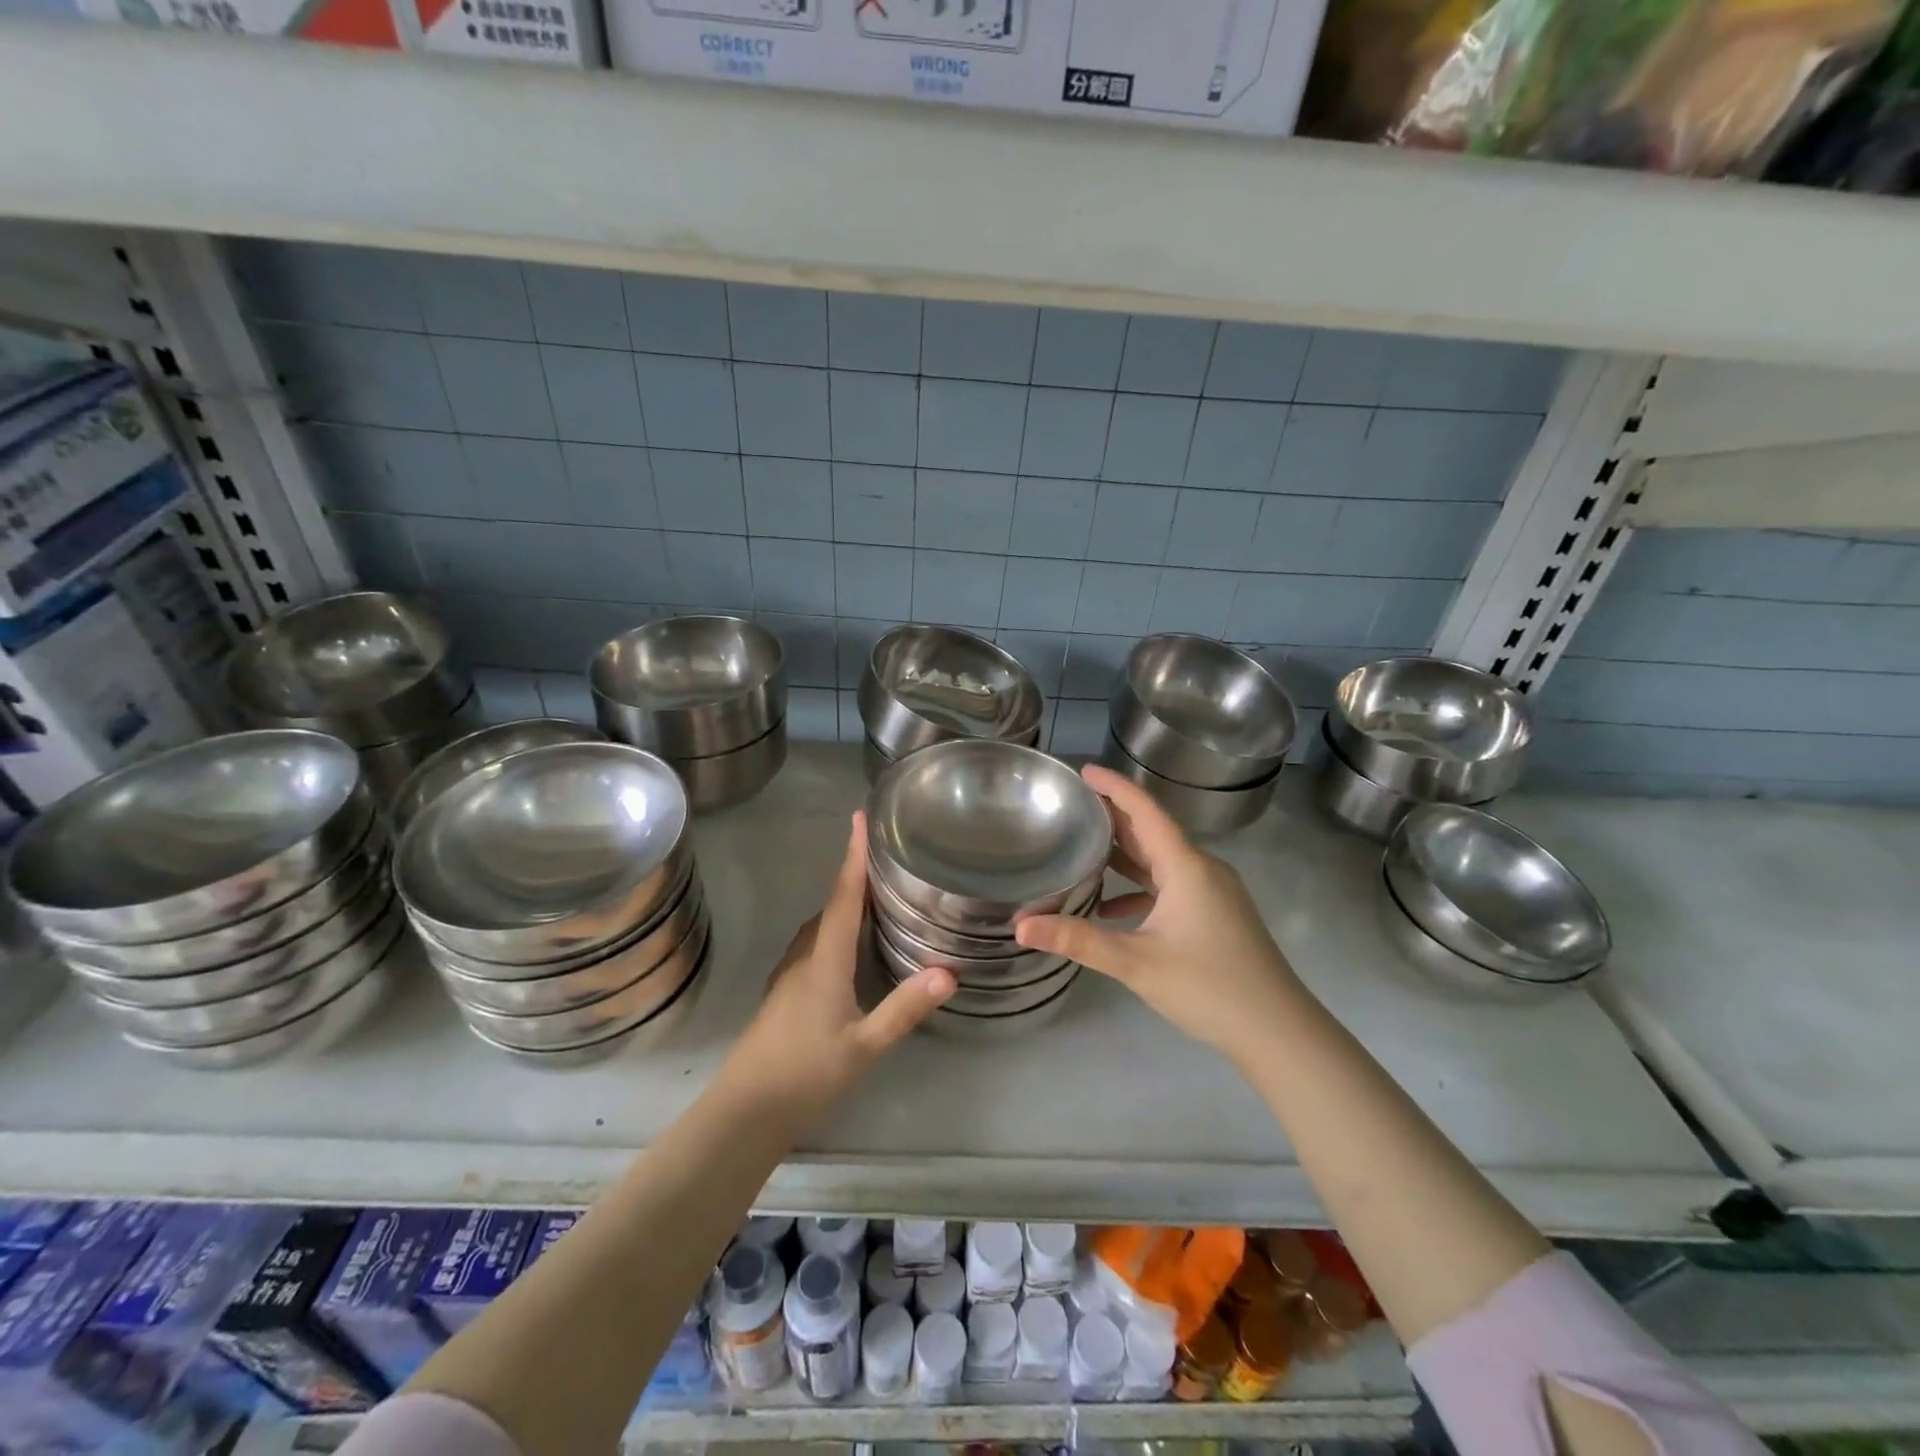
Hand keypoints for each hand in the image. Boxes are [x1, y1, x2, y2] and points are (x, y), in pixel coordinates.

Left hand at [721, 812, 953, 1132]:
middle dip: (854, 876)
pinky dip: (835, 931)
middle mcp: (804, 957)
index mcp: (824, 959)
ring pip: (821, 927)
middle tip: (886, 858)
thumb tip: (950, 972)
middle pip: (831, 905)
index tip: (859, 818)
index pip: (843, 896)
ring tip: (876, 897)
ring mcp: (790, 976)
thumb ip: (904, 1008)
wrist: (745, 1111)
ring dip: (843, 904)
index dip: (853, 856)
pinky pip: (815, 945)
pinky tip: (850, 949)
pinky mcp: (785, 994)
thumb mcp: (864, 1045)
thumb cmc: (805, 1073)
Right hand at [1015, 764, 1301, 1070]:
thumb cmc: (1209, 987)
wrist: (1279, 1030)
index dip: (1113, 786)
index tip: (1082, 772)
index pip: (1144, 810)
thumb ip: (1078, 940)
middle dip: (1112, 817)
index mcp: (1186, 865)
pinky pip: (1171, 886)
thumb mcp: (1136, 963)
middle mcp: (1201, 868)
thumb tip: (1020, 927)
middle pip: (1151, 830)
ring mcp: (1213, 891)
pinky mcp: (1216, 913)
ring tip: (1082, 849)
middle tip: (1071, 807)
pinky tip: (1111, 909)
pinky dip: (1140, 887)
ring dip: (1125, 854)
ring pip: (1161, 860)